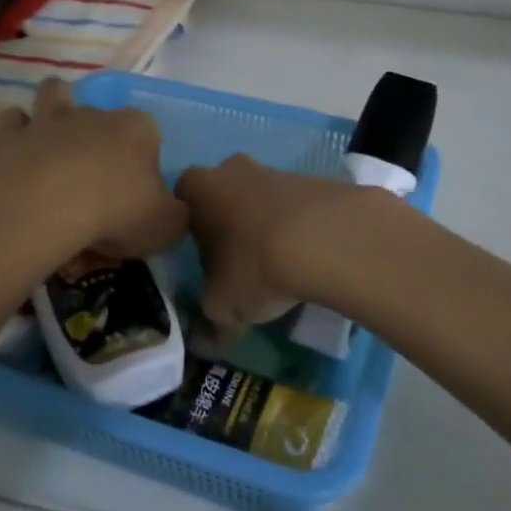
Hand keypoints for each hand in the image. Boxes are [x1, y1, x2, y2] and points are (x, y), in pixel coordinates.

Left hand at [0, 78, 187, 258]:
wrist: (43, 209)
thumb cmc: (116, 212)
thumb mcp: (168, 225)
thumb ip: (176, 213)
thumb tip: (171, 210)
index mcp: (137, 129)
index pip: (149, 131)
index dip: (145, 156)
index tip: (139, 189)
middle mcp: (94, 114)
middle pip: (100, 114)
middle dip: (98, 135)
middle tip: (94, 177)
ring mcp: (48, 120)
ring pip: (53, 95)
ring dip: (53, 111)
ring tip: (53, 144)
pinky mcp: (8, 137)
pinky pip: (12, 123)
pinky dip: (16, 135)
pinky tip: (18, 158)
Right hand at [174, 155, 356, 333]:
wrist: (328, 240)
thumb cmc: (254, 266)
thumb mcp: (222, 307)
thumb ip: (209, 321)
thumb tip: (204, 342)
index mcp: (198, 188)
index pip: (182, 202)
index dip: (190, 230)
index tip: (203, 259)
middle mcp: (233, 168)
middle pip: (225, 194)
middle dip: (231, 222)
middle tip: (240, 261)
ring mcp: (278, 170)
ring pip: (264, 198)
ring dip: (268, 224)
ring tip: (282, 265)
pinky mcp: (318, 180)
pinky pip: (300, 206)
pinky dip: (302, 227)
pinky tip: (312, 256)